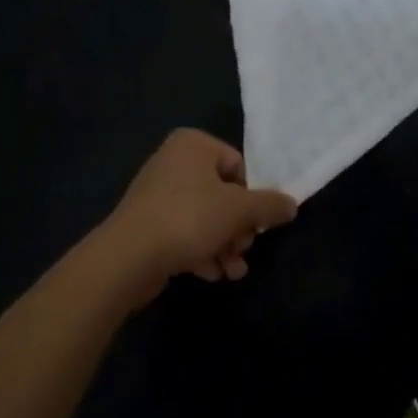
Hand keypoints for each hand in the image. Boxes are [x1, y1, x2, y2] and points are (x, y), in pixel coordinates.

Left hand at [100, 129, 297, 302]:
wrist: (126, 258)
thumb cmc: (188, 219)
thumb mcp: (239, 210)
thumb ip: (270, 205)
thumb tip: (292, 204)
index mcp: (194, 144)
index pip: (238, 165)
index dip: (252, 197)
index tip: (257, 224)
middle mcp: (174, 161)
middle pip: (223, 193)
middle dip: (238, 227)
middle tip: (244, 249)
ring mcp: (157, 192)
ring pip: (205, 216)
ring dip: (224, 244)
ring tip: (233, 271)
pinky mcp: (147, 223)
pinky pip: (184, 231)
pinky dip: (201, 250)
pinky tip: (212, 273)